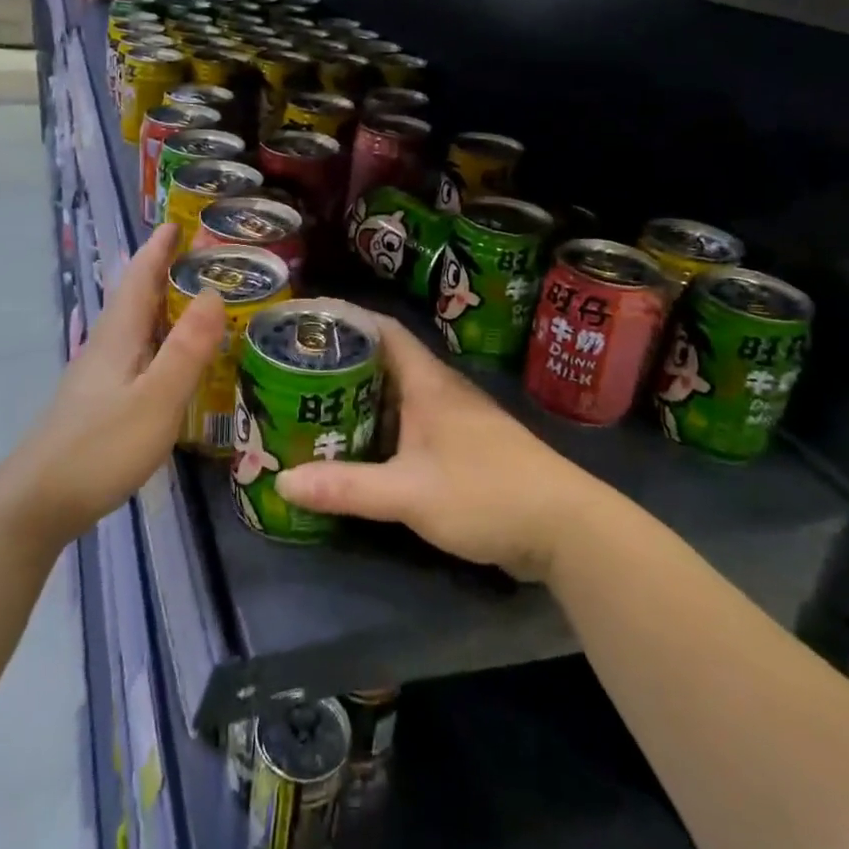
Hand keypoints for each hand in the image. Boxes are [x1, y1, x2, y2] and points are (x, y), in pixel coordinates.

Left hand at [0, 223, 224, 548]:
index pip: (140, 277)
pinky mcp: (98, 402)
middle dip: (163, 271)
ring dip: (161, 304)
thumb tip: (213, 292)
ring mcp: (98, 376)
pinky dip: (157, 339)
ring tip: (195, 299)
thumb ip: (187, 348)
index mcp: (119, 336)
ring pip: (134, 326)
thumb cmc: (101, 447)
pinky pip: (135, 352)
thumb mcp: (156, 398)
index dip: (158, 248)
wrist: (38, 502)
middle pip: (135, 297)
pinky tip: (171, 359)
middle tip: (202, 257)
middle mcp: (106, 346)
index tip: (179, 222)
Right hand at [275, 314, 597, 579]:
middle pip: (386, 363)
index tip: (307, 324)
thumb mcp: (409, 493)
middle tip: (297, 373)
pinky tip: (362, 450)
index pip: (384, 330)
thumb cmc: (486, 493)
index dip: (347, 320)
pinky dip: (384, 430)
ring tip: (317, 407)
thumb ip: (348, 488)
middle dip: (344, 364)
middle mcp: (442, 392)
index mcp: (429, 384)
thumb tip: (283, 483)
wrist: (565, 527)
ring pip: (400, 397)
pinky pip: (413, 427)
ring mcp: (457, 421)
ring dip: (363, 399)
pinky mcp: (465, 450)